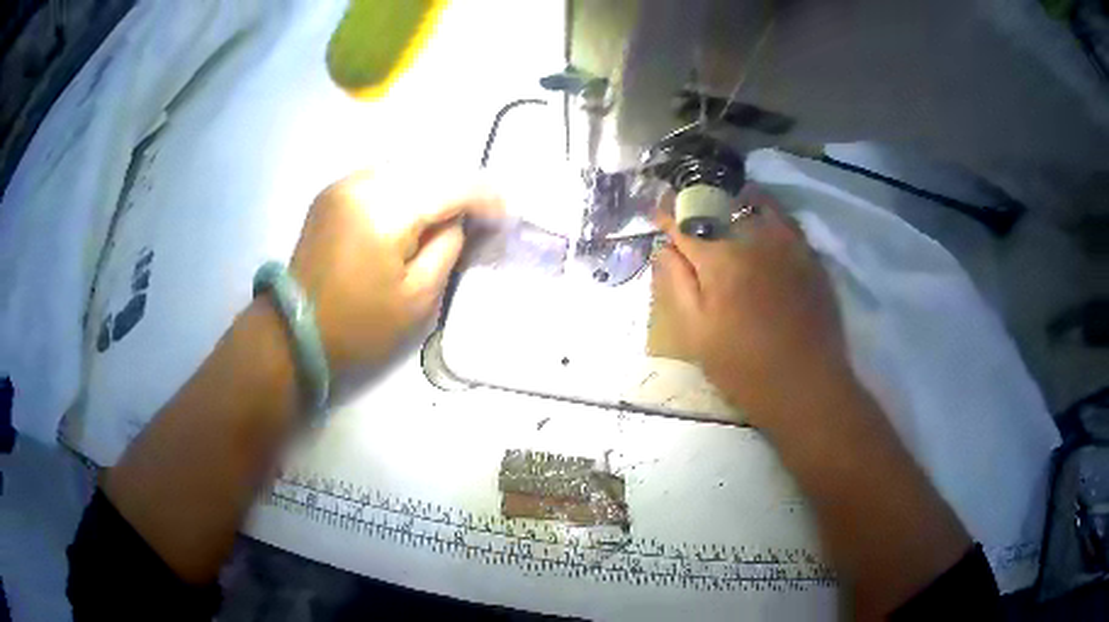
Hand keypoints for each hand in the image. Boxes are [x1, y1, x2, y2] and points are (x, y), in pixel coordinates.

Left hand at [289, 172, 501, 372]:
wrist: (294, 331)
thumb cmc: (358, 326)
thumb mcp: (418, 298)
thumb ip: (447, 248)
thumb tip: (457, 221)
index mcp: (385, 210)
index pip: (451, 185)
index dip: (486, 196)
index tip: (507, 215)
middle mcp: (364, 182)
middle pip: (431, 165)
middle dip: (462, 185)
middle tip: (483, 213)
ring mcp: (345, 182)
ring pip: (407, 164)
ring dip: (435, 182)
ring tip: (452, 211)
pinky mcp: (334, 191)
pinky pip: (384, 174)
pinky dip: (408, 185)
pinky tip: (416, 208)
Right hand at [651, 184, 851, 427]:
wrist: (808, 387)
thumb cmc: (745, 369)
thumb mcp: (696, 335)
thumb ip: (675, 284)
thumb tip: (664, 248)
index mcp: (720, 259)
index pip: (684, 221)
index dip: (666, 215)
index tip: (657, 214)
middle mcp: (754, 238)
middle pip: (719, 203)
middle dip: (698, 202)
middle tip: (688, 213)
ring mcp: (788, 243)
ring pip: (755, 200)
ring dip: (734, 200)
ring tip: (724, 210)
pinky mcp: (811, 254)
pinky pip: (784, 217)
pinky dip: (765, 211)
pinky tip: (760, 227)